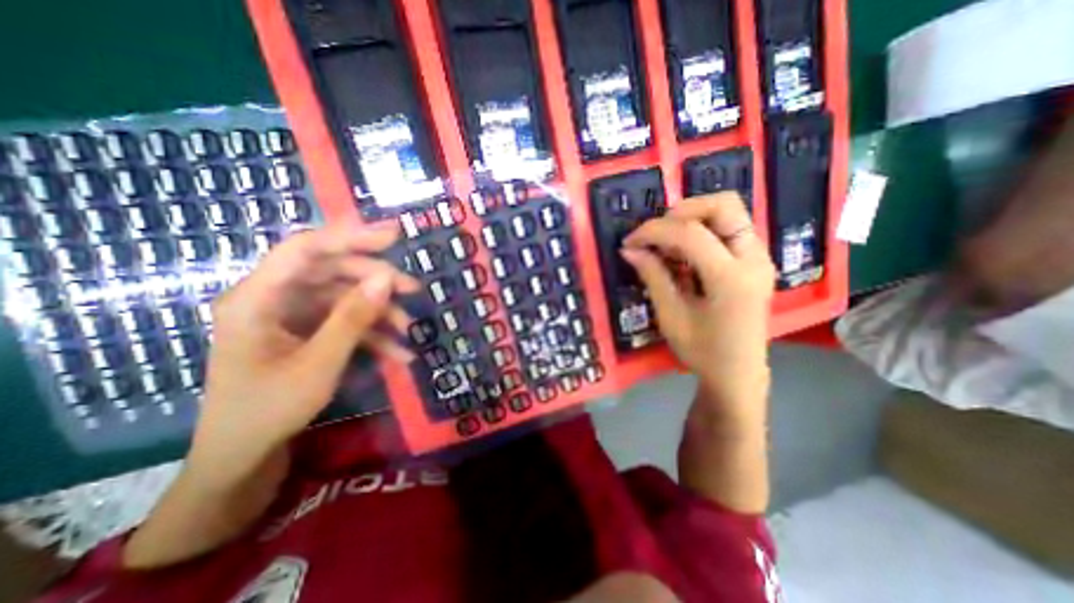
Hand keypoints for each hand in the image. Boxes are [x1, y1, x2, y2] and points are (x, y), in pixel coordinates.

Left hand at [188, 222, 418, 479]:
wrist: (245, 457)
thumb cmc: (269, 410)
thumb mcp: (318, 364)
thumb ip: (352, 318)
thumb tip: (386, 278)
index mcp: (257, 298)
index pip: (305, 249)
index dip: (350, 235)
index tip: (394, 234)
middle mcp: (275, 298)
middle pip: (332, 271)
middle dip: (376, 279)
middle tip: (413, 289)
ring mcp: (294, 316)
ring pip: (345, 297)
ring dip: (380, 310)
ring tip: (409, 328)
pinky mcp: (309, 332)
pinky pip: (346, 322)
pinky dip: (374, 334)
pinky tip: (399, 353)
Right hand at [623, 192, 772, 418]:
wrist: (738, 374)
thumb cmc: (702, 351)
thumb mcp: (670, 315)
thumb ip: (652, 276)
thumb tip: (629, 249)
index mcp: (731, 278)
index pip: (690, 233)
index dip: (654, 231)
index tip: (630, 241)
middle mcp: (753, 259)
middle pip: (724, 204)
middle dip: (682, 211)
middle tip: (656, 234)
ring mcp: (759, 257)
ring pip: (728, 212)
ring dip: (691, 219)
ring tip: (666, 245)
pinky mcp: (754, 261)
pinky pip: (728, 229)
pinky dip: (700, 231)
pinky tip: (682, 254)